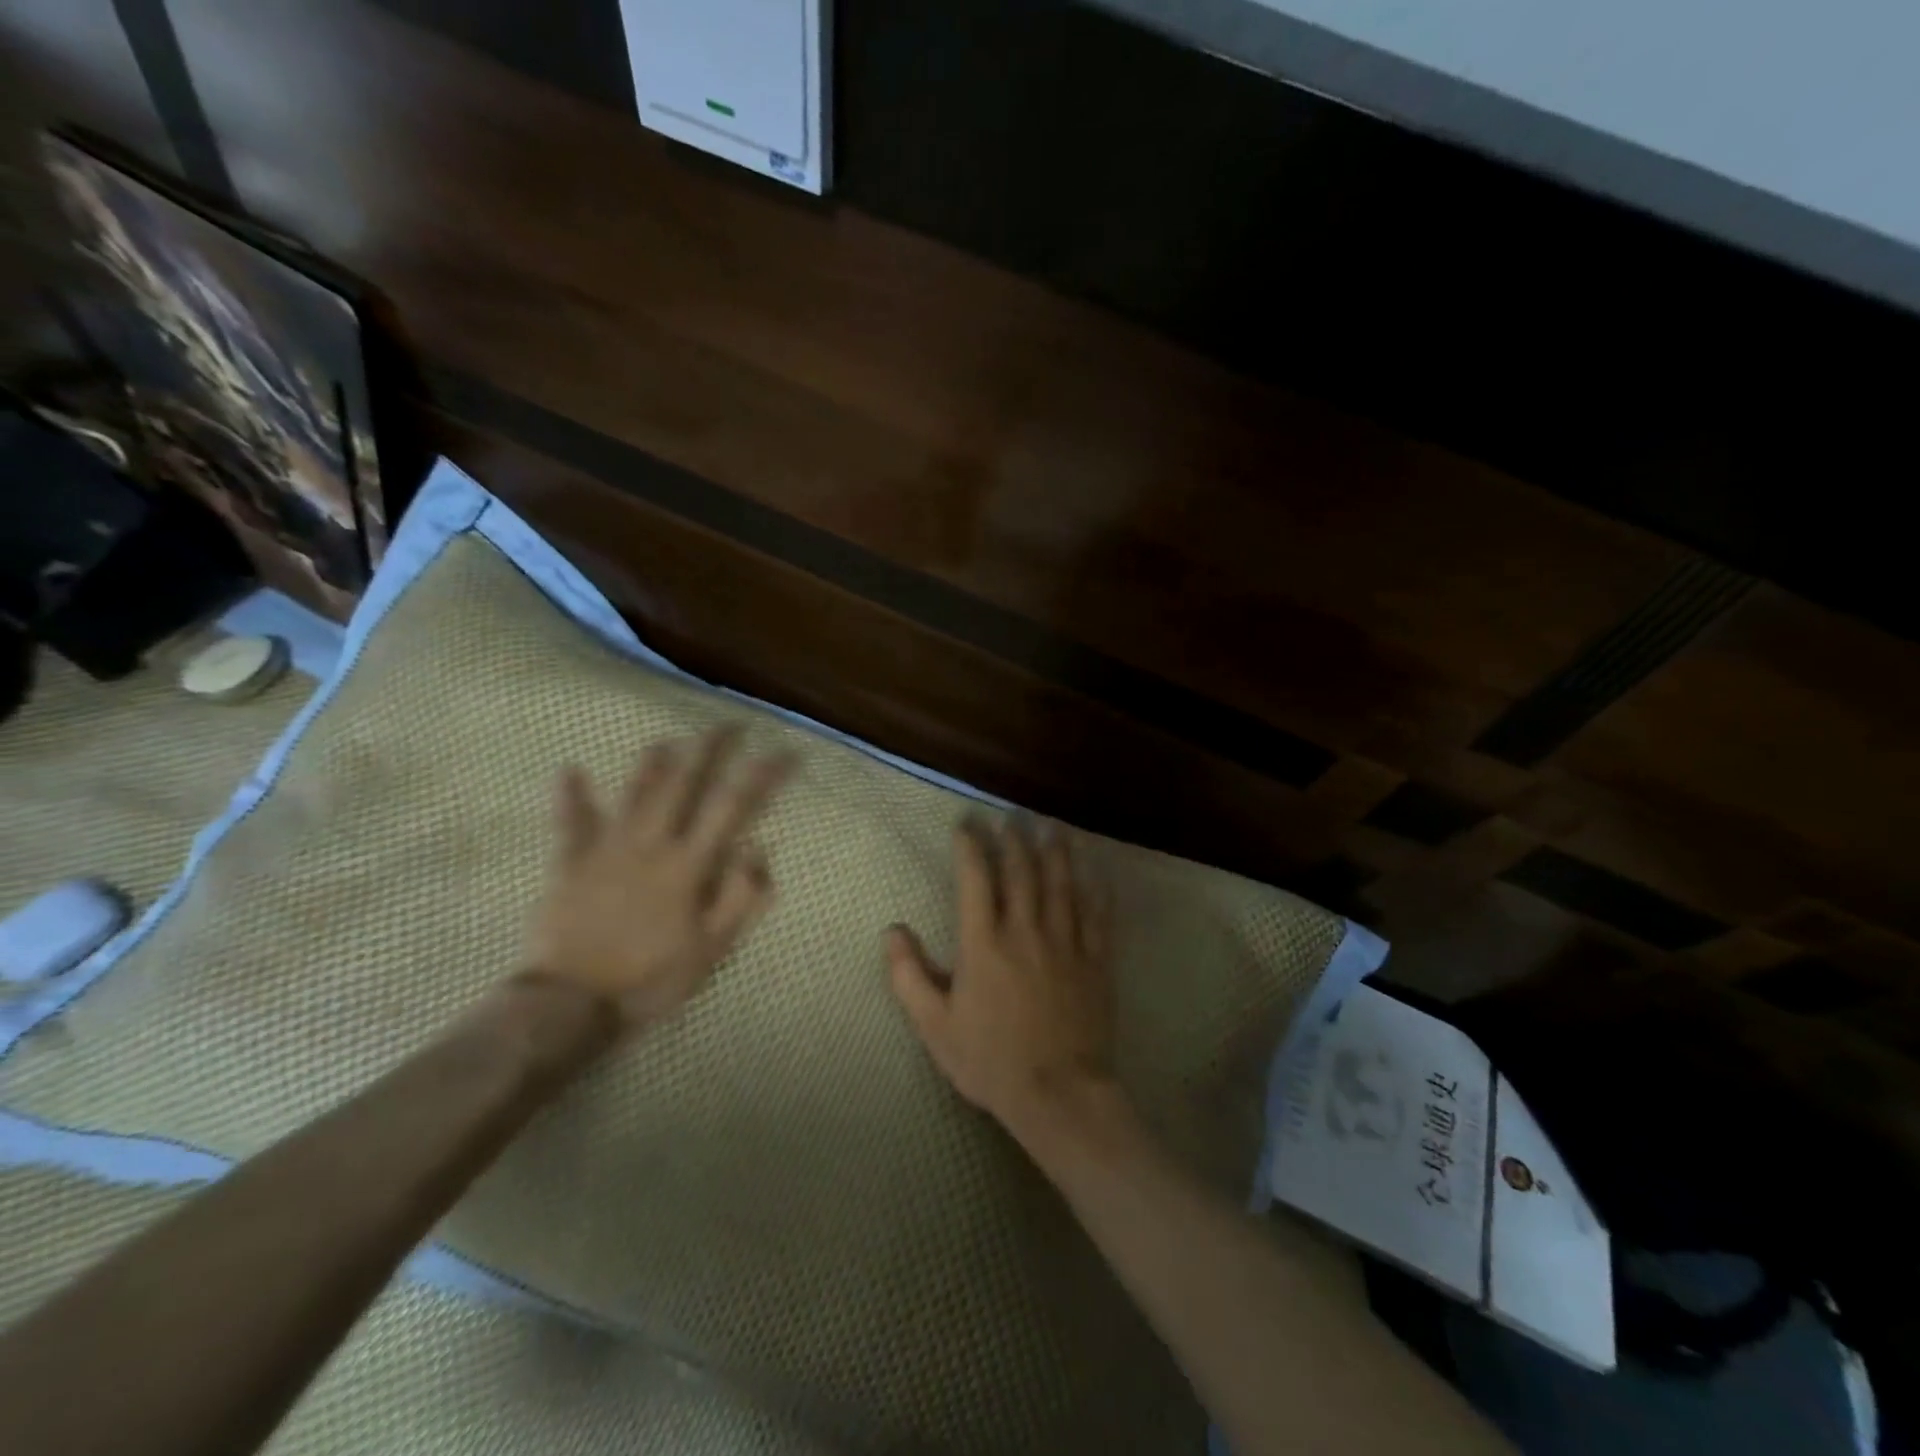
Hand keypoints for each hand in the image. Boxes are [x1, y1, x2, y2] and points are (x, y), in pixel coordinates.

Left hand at [525, 727, 793, 1031]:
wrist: (570, 1004)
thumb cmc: (650, 979)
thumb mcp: (711, 949)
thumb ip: (739, 898)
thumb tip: (760, 848)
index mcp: (689, 865)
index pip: (733, 807)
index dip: (762, 775)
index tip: (783, 753)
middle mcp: (651, 843)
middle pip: (684, 784)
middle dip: (709, 749)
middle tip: (727, 725)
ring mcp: (607, 849)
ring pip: (634, 792)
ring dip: (653, 762)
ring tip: (669, 738)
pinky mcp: (570, 862)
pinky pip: (570, 822)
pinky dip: (571, 795)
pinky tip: (570, 769)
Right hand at [886, 817, 1115, 1138]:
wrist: (1058, 1095)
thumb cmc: (990, 1061)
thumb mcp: (935, 1026)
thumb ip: (909, 976)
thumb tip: (892, 931)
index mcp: (984, 944)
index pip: (975, 879)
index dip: (970, 846)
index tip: (967, 824)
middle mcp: (1025, 931)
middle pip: (1020, 872)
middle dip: (1013, 838)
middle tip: (1010, 816)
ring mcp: (1066, 943)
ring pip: (1061, 883)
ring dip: (1055, 850)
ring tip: (1051, 825)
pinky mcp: (1095, 960)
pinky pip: (1098, 915)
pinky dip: (1096, 888)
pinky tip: (1096, 869)